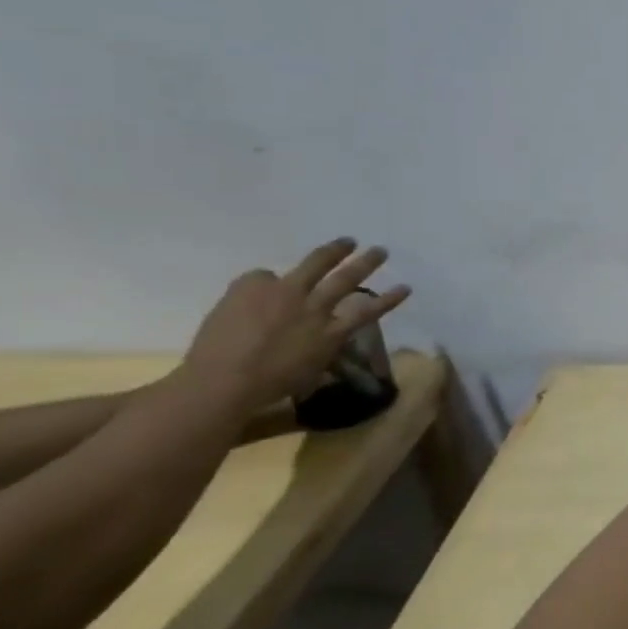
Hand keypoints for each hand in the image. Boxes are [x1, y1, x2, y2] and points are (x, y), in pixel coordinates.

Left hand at [183, 239, 411, 411]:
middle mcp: (313, 308)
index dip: (389, 298)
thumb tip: (322, 340)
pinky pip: (262, 276)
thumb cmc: (267, 386)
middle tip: (380, 251)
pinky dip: (266, 280)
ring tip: (348, 242)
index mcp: (330, 334)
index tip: (406, 287)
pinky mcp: (250, 288)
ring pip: (316, 264)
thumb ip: (318, 348)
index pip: (368, 311)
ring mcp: (284, 294)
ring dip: (335, 251)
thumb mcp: (308, 370)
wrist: (221, 382)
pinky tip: (262, 286)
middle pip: (346, 279)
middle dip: (366, 263)